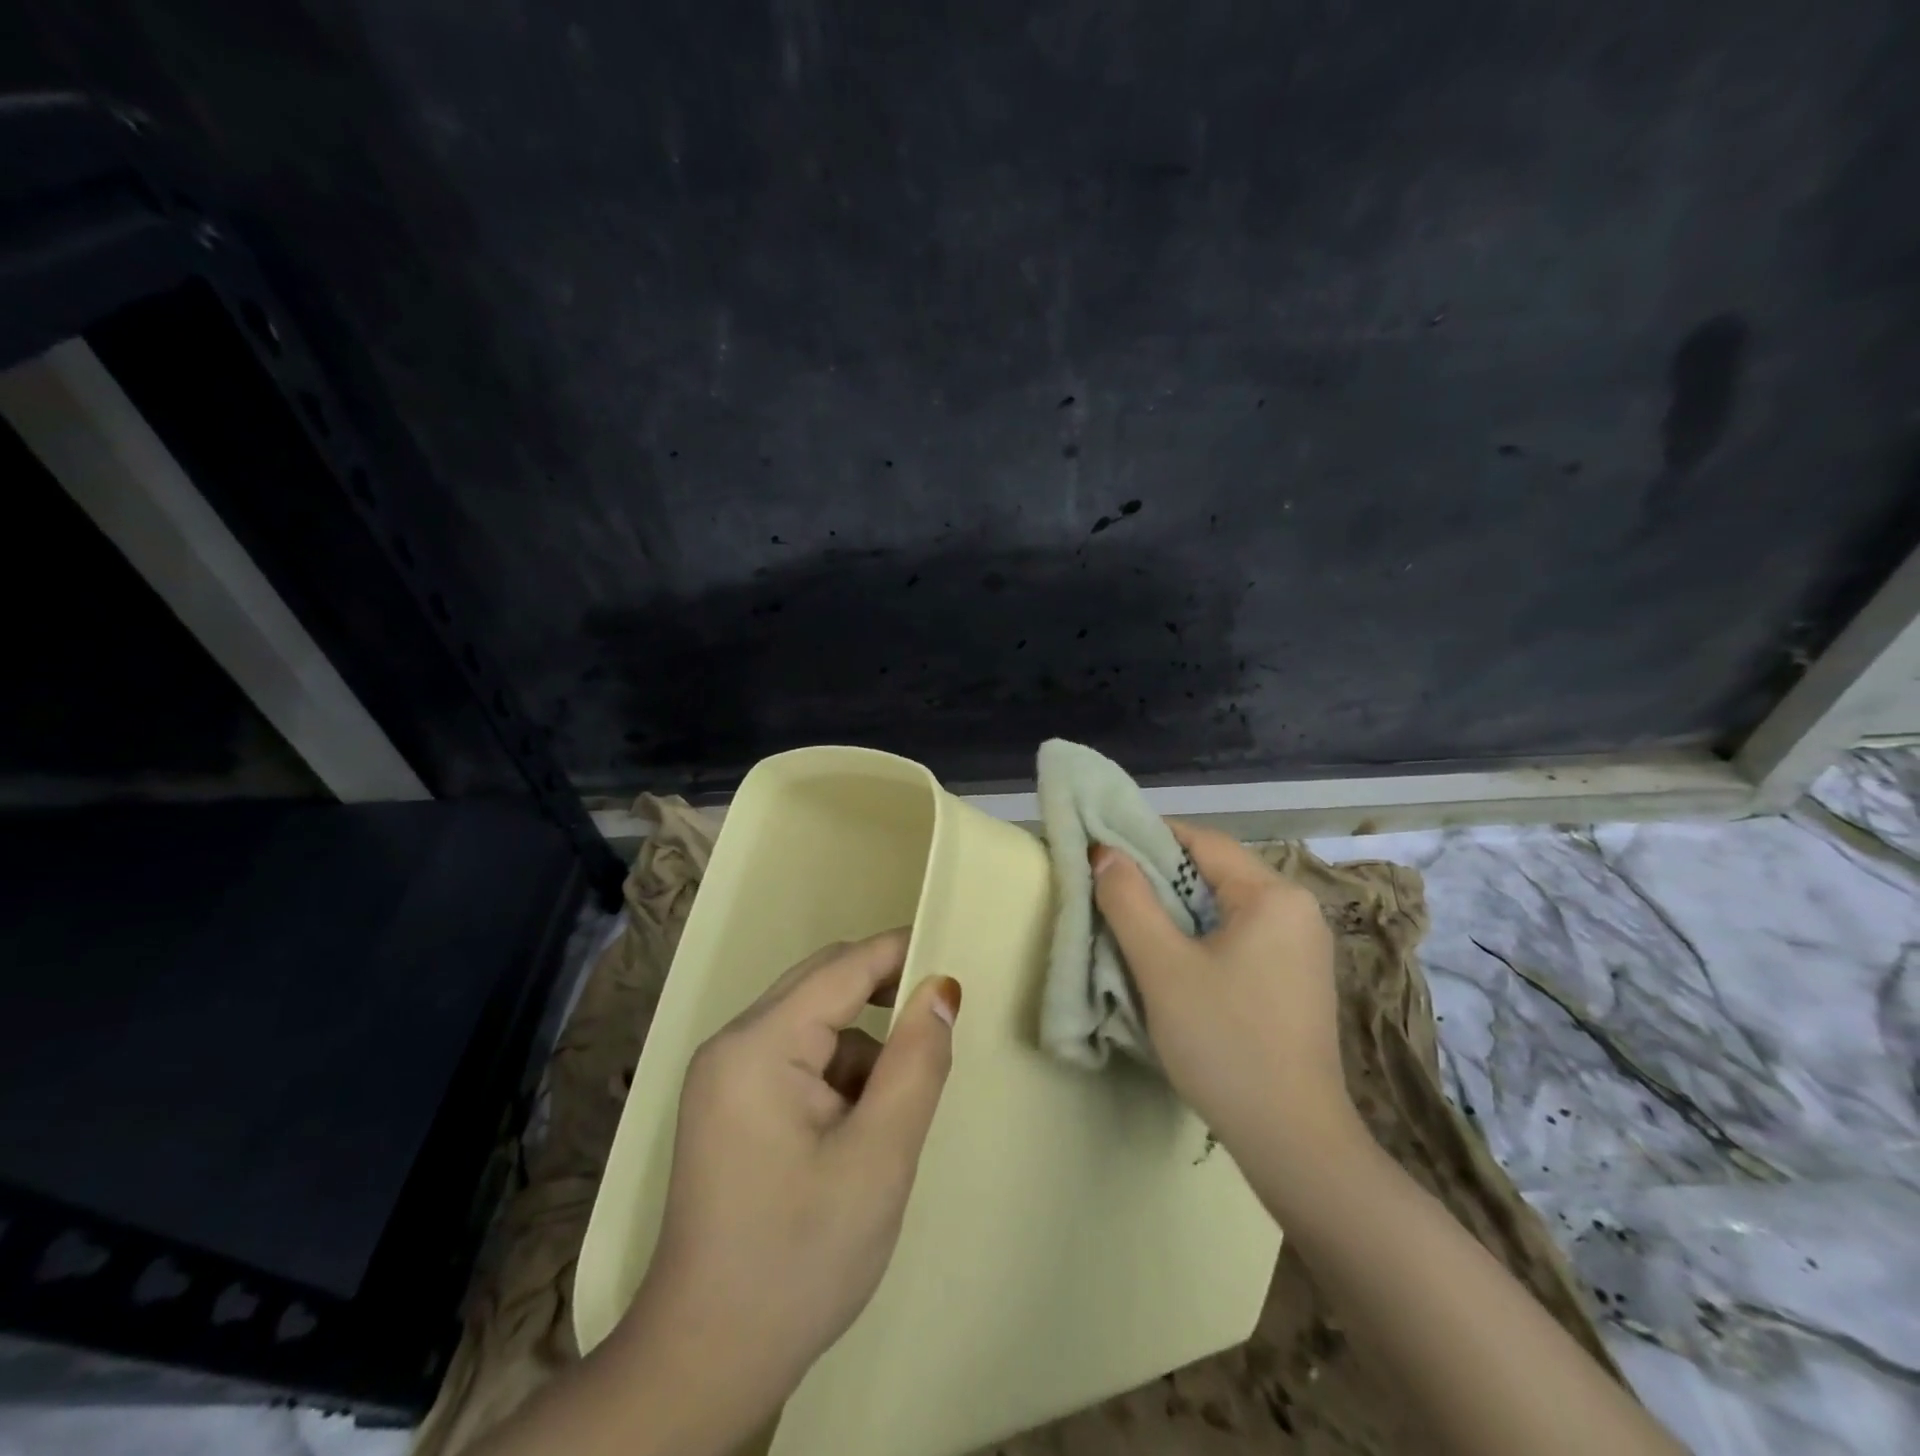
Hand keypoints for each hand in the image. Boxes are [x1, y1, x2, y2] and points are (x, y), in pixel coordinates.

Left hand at [620, 930, 961, 1424]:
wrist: (707, 1362)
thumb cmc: (800, 1259)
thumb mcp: (879, 1159)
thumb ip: (916, 1063)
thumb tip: (941, 988)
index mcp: (758, 1045)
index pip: (842, 968)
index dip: (900, 952)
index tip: (954, 951)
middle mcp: (733, 1044)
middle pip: (822, 986)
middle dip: (884, 997)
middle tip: (939, 1028)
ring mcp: (726, 1075)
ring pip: (814, 1024)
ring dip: (863, 1048)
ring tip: (892, 1114)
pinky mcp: (730, 1104)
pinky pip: (797, 1057)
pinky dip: (839, 1075)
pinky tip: (857, 1131)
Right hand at [1092, 822, 1352, 1168]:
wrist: (1293, 1142)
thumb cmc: (1225, 1043)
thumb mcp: (1163, 967)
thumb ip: (1129, 901)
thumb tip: (1105, 853)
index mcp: (1273, 895)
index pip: (1201, 841)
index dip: (1146, 837)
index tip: (1102, 849)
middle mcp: (1296, 909)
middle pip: (1214, 872)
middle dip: (1158, 876)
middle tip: (1106, 887)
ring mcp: (1300, 947)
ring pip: (1224, 906)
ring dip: (1176, 908)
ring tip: (1128, 920)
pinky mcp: (1295, 979)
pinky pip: (1239, 936)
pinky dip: (1200, 935)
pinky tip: (1170, 958)